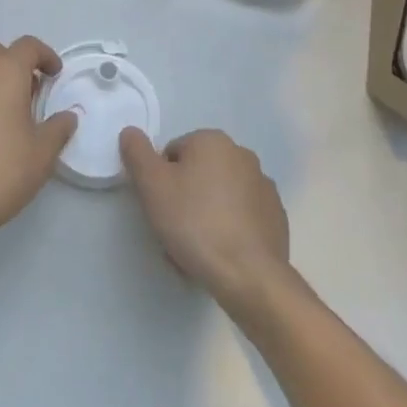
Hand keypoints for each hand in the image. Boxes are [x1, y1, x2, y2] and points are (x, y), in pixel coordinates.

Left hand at [0, 36, 76, 253]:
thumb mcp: (42, 154)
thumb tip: (68, 116)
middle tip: (27, 89)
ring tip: (6, 117)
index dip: (44, 55)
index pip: (26, 46)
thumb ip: (58, 129)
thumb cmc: (2, 172)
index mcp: (4, 75)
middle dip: (11, 61)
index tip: (54, 75)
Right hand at [120, 128, 290, 313]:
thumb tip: (130, 132)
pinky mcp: (276, 216)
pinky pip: (241, 217)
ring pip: (219, 196)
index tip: (159, 208)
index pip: (173, 153)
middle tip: (174, 230)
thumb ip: (137, 154)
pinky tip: (220, 254)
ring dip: (205, 214)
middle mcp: (242, 155)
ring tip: (196, 250)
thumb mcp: (152, 186)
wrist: (248, 275)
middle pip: (197, 174)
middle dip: (184, 198)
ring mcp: (263, 186)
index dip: (160, 181)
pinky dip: (230, 229)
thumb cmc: (195, 223)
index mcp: (213, 141)